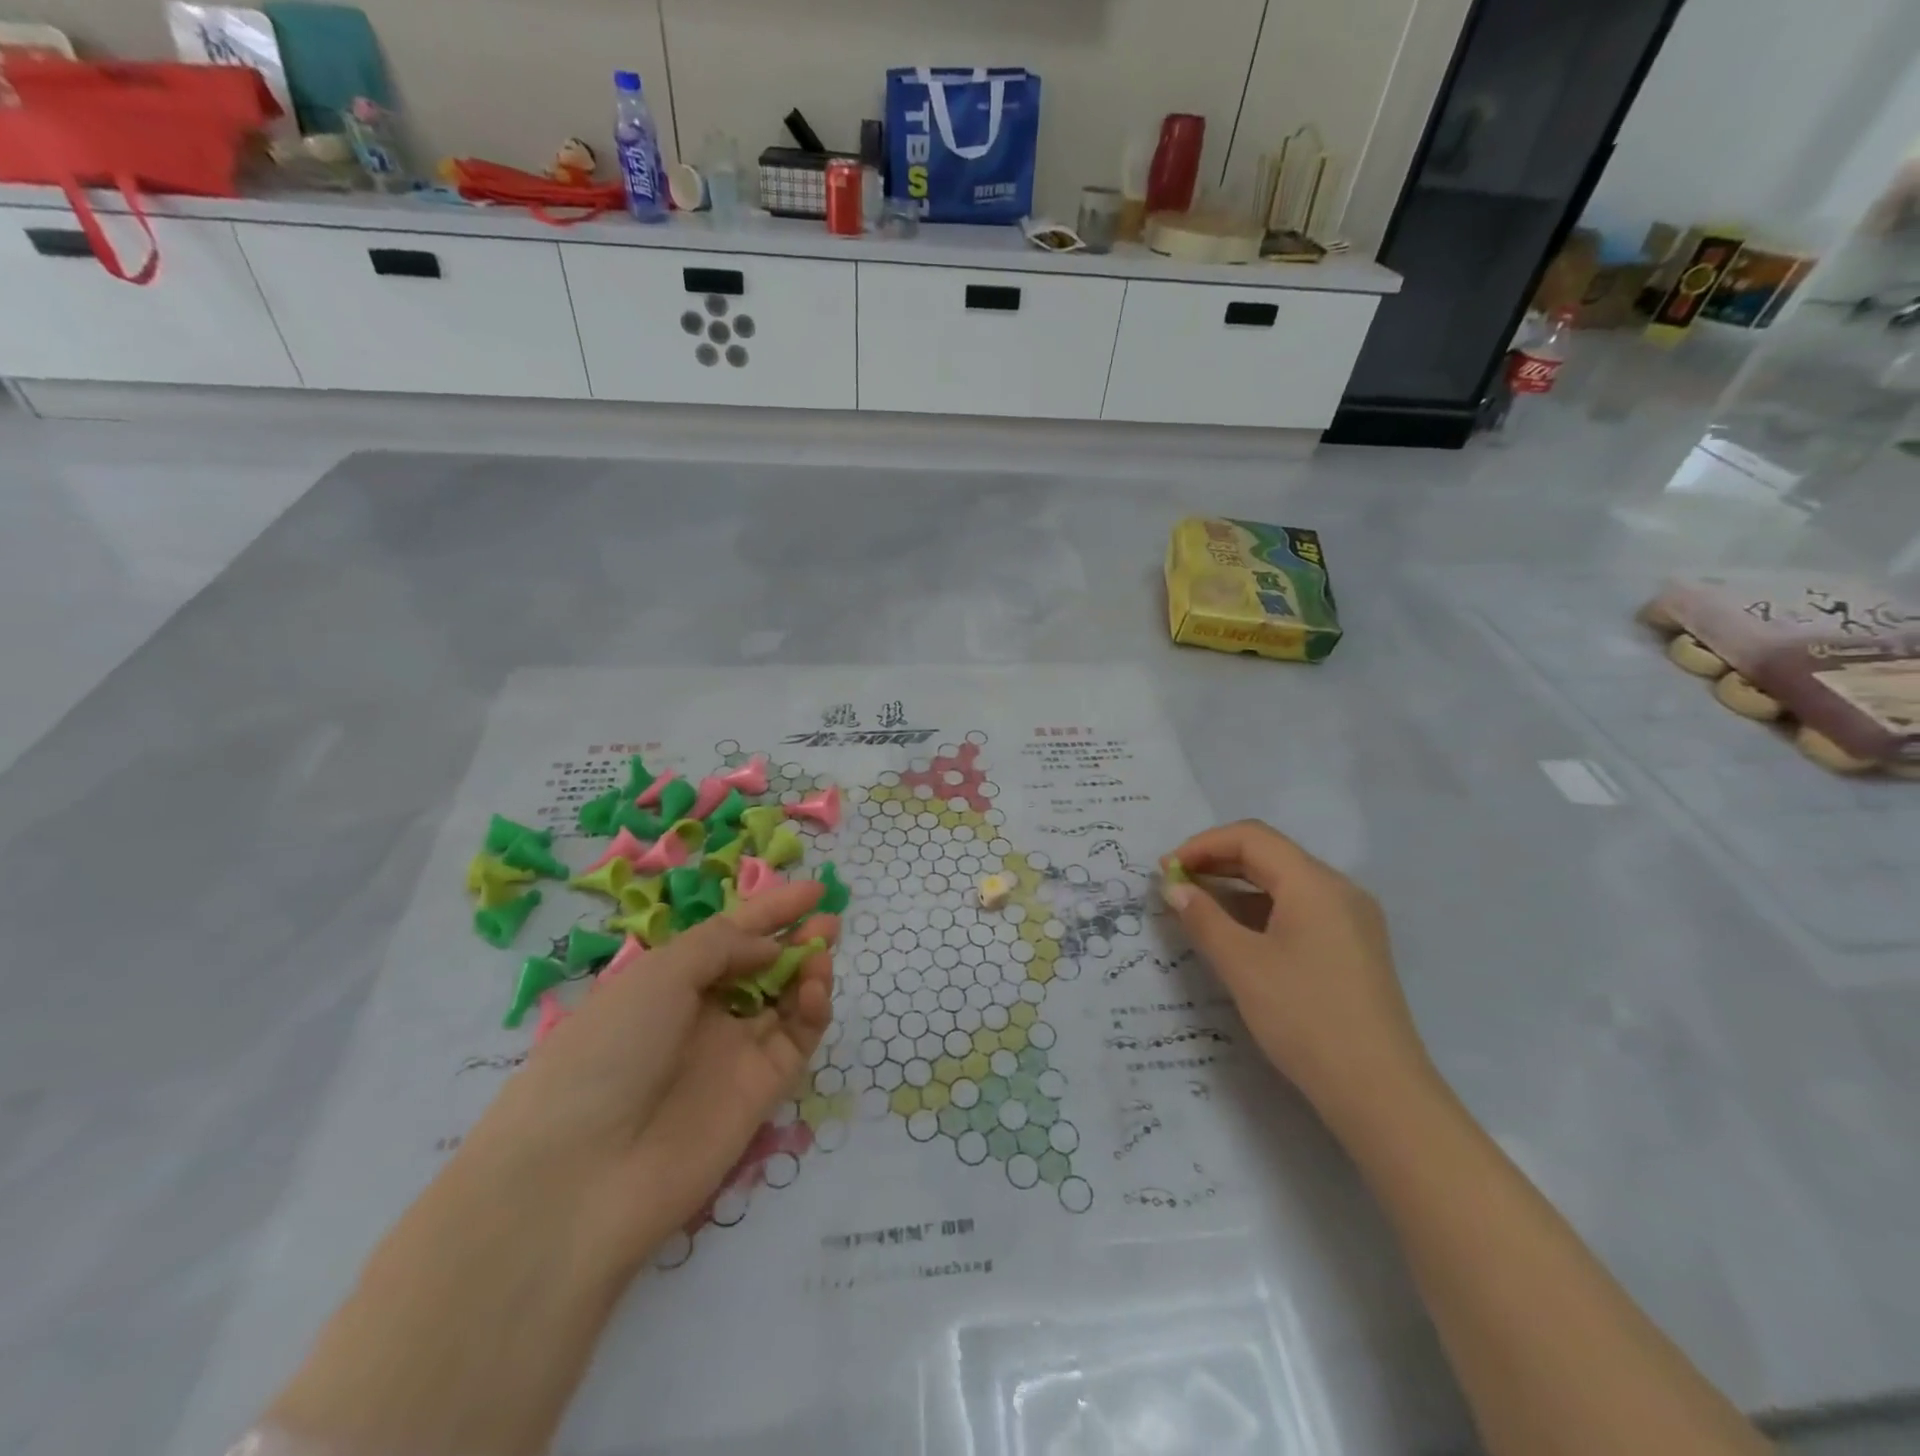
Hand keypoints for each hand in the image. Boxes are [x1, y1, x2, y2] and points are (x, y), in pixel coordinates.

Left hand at [265, 884, 836, 1455]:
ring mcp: (732, 1054)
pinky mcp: (760, 1092)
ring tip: (825, 948)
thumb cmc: (607, 1051)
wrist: (581, 1178)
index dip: (770, 910)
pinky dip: (812, 1010)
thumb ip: (723, 946)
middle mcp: (701, 1015)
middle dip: (795, 939)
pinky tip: (816, 988)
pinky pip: (795, 1040)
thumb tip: (769, 947)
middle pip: (761, 967)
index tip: (813, 889)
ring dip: (808, 970)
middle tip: (829, 919)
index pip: (729, 934)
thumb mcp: (657, 975)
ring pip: (784, 1001)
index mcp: (666, 981)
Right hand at [1163, 820, 1433, 1136]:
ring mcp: (1351, 918)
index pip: (1251, 838)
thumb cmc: (1304, 1018)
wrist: (1379, 1092)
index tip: (1165, 870)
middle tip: (1174, 885)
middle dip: (1217, 862)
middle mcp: (1338, 889)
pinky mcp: (1354, 946)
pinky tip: (1237, 933)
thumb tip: (1173, 888)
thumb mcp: (1241, 964)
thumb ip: (1202, 917)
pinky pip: (1300, 908)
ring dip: (1237, 886)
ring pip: (1285, 882)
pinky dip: (1261, 909)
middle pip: (1270, 854)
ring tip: (1197, 908)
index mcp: (1314, 883)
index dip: (1202, 845)